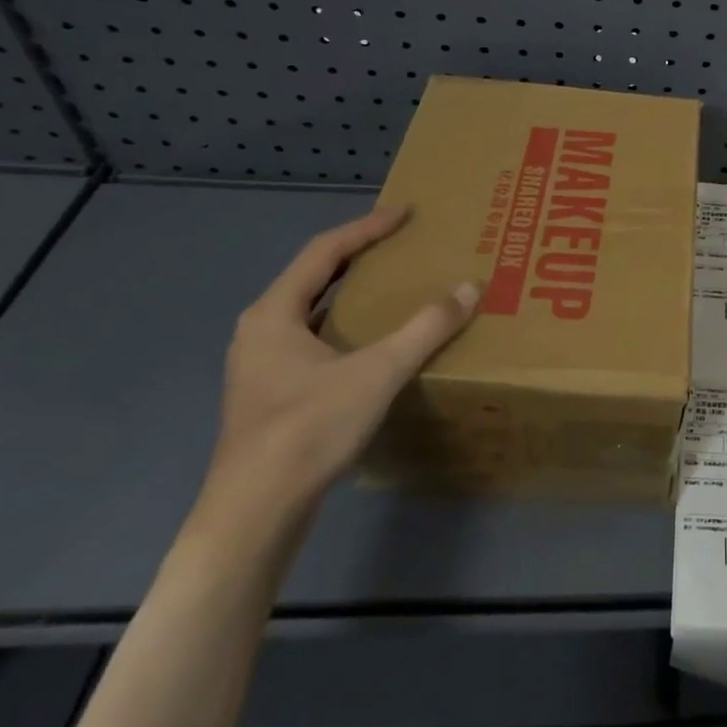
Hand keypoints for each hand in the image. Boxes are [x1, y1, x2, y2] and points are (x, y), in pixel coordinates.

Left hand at [197, 207, 479, 536]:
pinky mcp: (270, 394)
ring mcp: (260, 365)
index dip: (367, 228)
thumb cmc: (308, 430)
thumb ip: (426, 328)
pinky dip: (345, 325)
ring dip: (351, 292)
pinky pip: (312, 339)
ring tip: (392, 285)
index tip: (405, 213)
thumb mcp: (377, 372)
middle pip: (314, 277)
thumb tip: (471, 287)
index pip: (325, 251)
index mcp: (274, 313)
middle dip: (359, 255)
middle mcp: (260, 331)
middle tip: (402, 244)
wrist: (255, 514)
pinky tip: (371, 342)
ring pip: (311, 311)